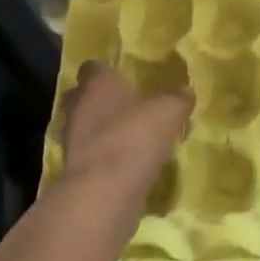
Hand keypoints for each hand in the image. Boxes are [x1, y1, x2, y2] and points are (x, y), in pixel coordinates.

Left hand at [60, 62, 192, 204]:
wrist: (104, 192)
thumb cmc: (134, 136)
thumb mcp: (169, 112)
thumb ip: (178, 99)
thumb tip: (186, 91)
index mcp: (97, 84)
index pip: (93, 68)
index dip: (107, 70)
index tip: (123, 75)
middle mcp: (79, 108)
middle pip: (83, 96)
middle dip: (101, 99)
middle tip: (127, 103)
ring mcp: (73, 140)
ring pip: (86, 126)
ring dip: (103, 129)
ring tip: (131, 134)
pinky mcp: (76, 170)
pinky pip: (92, 153)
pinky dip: (106, 154)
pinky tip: (128, 160)